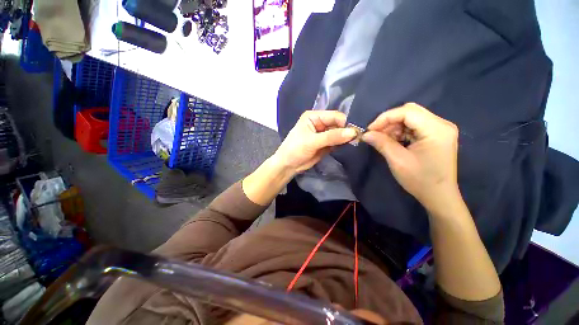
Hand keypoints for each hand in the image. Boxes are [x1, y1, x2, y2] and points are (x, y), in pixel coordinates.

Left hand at [274, 111, 357, 173]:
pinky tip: (350, 146)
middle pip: (338, 124)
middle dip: (347, 131)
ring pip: (339, 134)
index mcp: (314, 117)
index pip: (334, 116)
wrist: (288, 165)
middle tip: (359, 138)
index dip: (345, 123)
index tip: (357, 132)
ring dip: (346, 138)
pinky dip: (343, 144)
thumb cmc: (295, 149)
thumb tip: (352, 132)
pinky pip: (337, 142)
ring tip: (357, 142)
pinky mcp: (326, 144)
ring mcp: (324, 134)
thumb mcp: (312, 141)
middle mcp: (320, 123)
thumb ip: (331, 137)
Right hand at [362, 103, 459, 209]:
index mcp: (436, 129)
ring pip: (411, 118)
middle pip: (410, 111)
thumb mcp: (397, 160)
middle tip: (376, 134)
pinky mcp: (436, 135)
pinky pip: (415, 126)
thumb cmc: (420, 180)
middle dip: (389, 121)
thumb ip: (381, 143)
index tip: (370, 129)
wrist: (438, 196)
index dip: (385, 118)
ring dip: (394, 126)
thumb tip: (365, 134)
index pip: (407, 112)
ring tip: (383, 139)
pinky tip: (394, 141)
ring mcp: (440, 129)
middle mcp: (441, 124)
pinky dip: (401, 131)